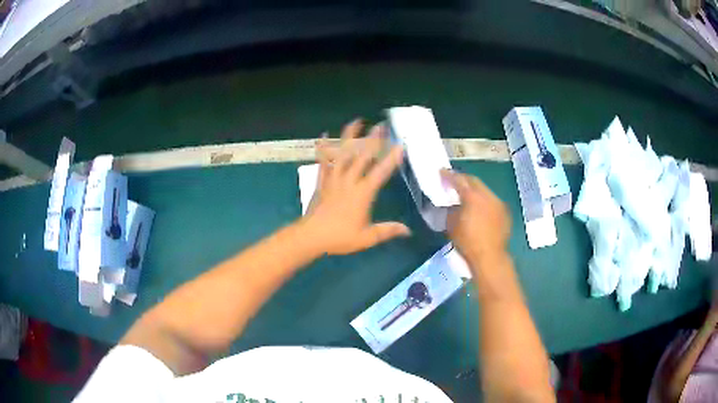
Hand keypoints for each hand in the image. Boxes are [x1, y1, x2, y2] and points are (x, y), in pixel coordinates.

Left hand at [301, 119, 409, 255]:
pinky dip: (323, 148)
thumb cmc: (340, 237)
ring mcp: (334, 179)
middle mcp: (349, 181)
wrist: (311, 236)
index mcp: (362, 193)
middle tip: (381, 125)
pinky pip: (323, 161)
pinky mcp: (322, 181)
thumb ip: (387, 231)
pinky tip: (323, 135)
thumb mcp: (367, 238)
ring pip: (343, 153)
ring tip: (356, 121)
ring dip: (350, 136)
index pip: (380, 172)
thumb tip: (407, 231)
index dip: (391, 159)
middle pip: (362, 156)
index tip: (399, 145)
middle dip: (373, 140)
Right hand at [441, 169, 510, 268]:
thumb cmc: (467, 242)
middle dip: (463, 179)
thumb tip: (452, 204)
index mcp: (472, 197)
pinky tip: (480, 209)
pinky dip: (484, 201)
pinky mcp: (505, 212)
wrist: (490, 257)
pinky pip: (492, 201)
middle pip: (474, 181)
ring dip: (475, 190)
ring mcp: (498, 203)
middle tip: (454, 181)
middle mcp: (487, 196)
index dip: (448, 175)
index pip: (459, 180)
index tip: (441, 172)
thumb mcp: (451, 226)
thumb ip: (450, 210)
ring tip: (467, 195)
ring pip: (485, 190)